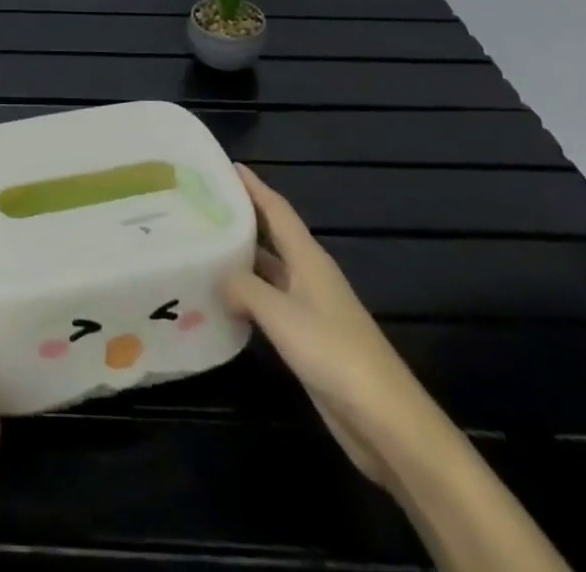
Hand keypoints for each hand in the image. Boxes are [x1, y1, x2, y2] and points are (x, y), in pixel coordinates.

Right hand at [221, 164, 434, 485]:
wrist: (384, 419)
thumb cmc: (334, 352)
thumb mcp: (281, 314)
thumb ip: (245, 288)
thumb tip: (218, 275)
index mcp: (308, 258)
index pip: (276, 209)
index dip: (253, 186)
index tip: (224, 166)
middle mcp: (308, 274)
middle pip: (272, 235)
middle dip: (242, 218)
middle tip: (202, 205)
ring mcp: (309, 307)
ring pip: (269, 270)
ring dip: (241, 258)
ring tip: (202, 246)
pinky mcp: (307, 339)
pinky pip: (269, 303)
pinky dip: (247, 296)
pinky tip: (222, 300)